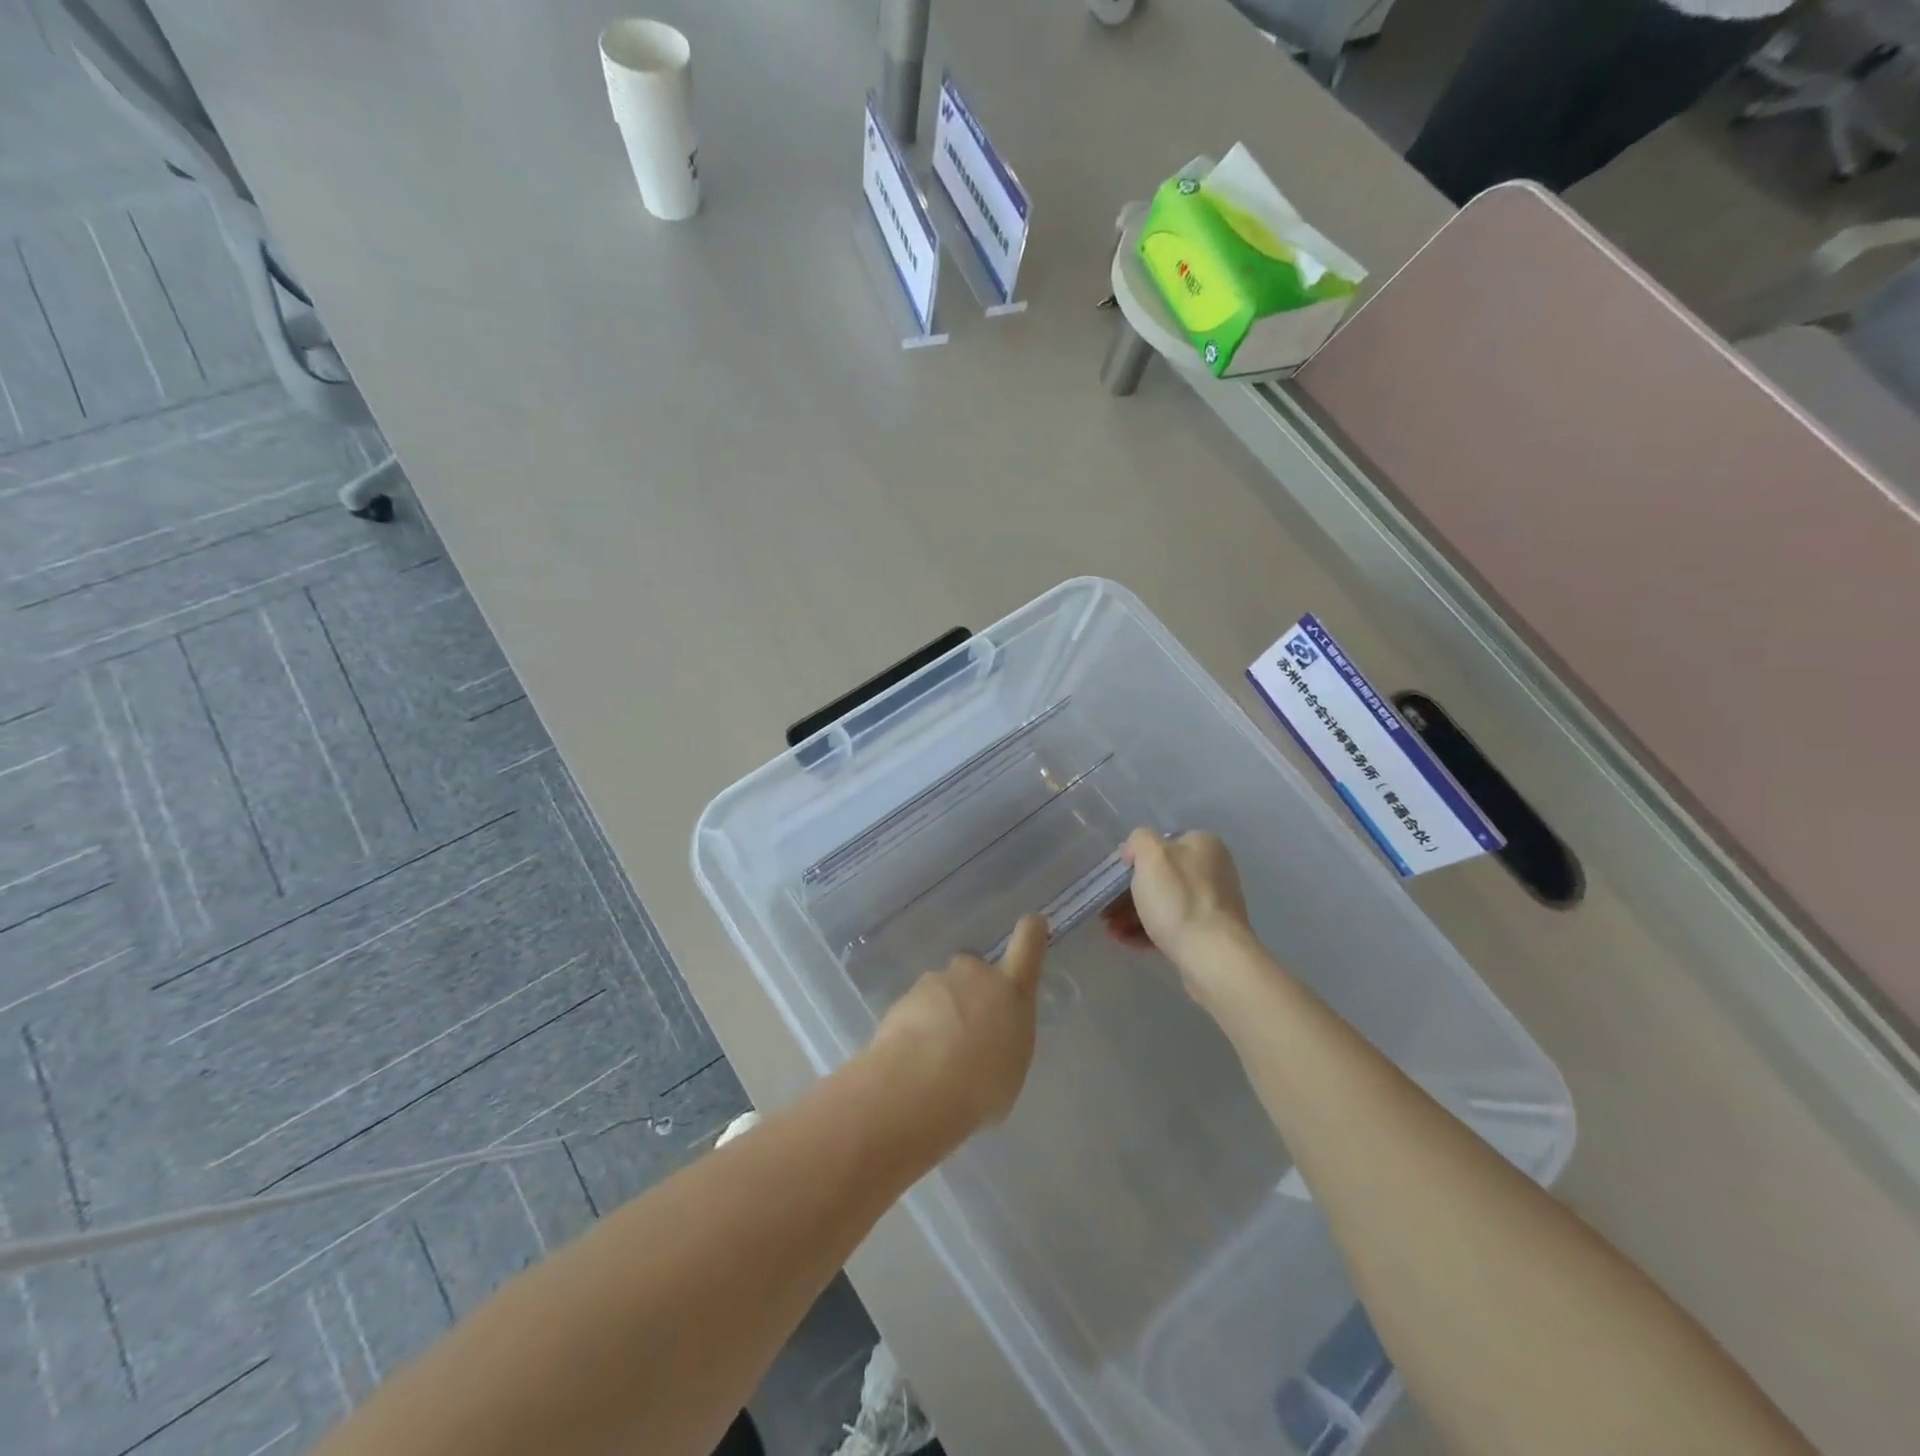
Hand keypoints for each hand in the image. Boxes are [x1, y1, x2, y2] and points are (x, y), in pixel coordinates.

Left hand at [867, 915, 1047, 1139]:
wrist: (918, 1086)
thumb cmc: (981, 1085)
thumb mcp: (1010, 1068)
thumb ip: (1004, 1041)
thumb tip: (991, 1040)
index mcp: (1011, 990)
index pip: (1028, 946)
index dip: (1031, 932)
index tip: (1032, 922)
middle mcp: (974, 975)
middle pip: (975, 970)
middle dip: (971, 990)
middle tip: (968, 1031)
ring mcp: (936, 982)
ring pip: (942, 990)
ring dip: (942, 1013)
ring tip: (938, 1058)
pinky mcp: (904, 997)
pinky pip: (916, 1010)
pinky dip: (916, 1028)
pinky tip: (914, 1061)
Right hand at [1103, 829, 1251, 981]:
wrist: (1213, 956)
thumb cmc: (1179, 899)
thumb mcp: (1152, 855)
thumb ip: (1139, 840)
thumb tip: (1135, 851)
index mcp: (1203, 845)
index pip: (1160, 845)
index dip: (1133, 861)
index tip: (1112, 880)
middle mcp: (1212, 870)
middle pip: (1160, 877)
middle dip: (1127, 894)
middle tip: (1106, 910)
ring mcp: (1212, 904)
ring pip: (1163, 903)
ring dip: (1132, 914)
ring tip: (1112, 930)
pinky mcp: (1209, 934)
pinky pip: (1172, 926)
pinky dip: (1148, 931)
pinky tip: (1127, 941)